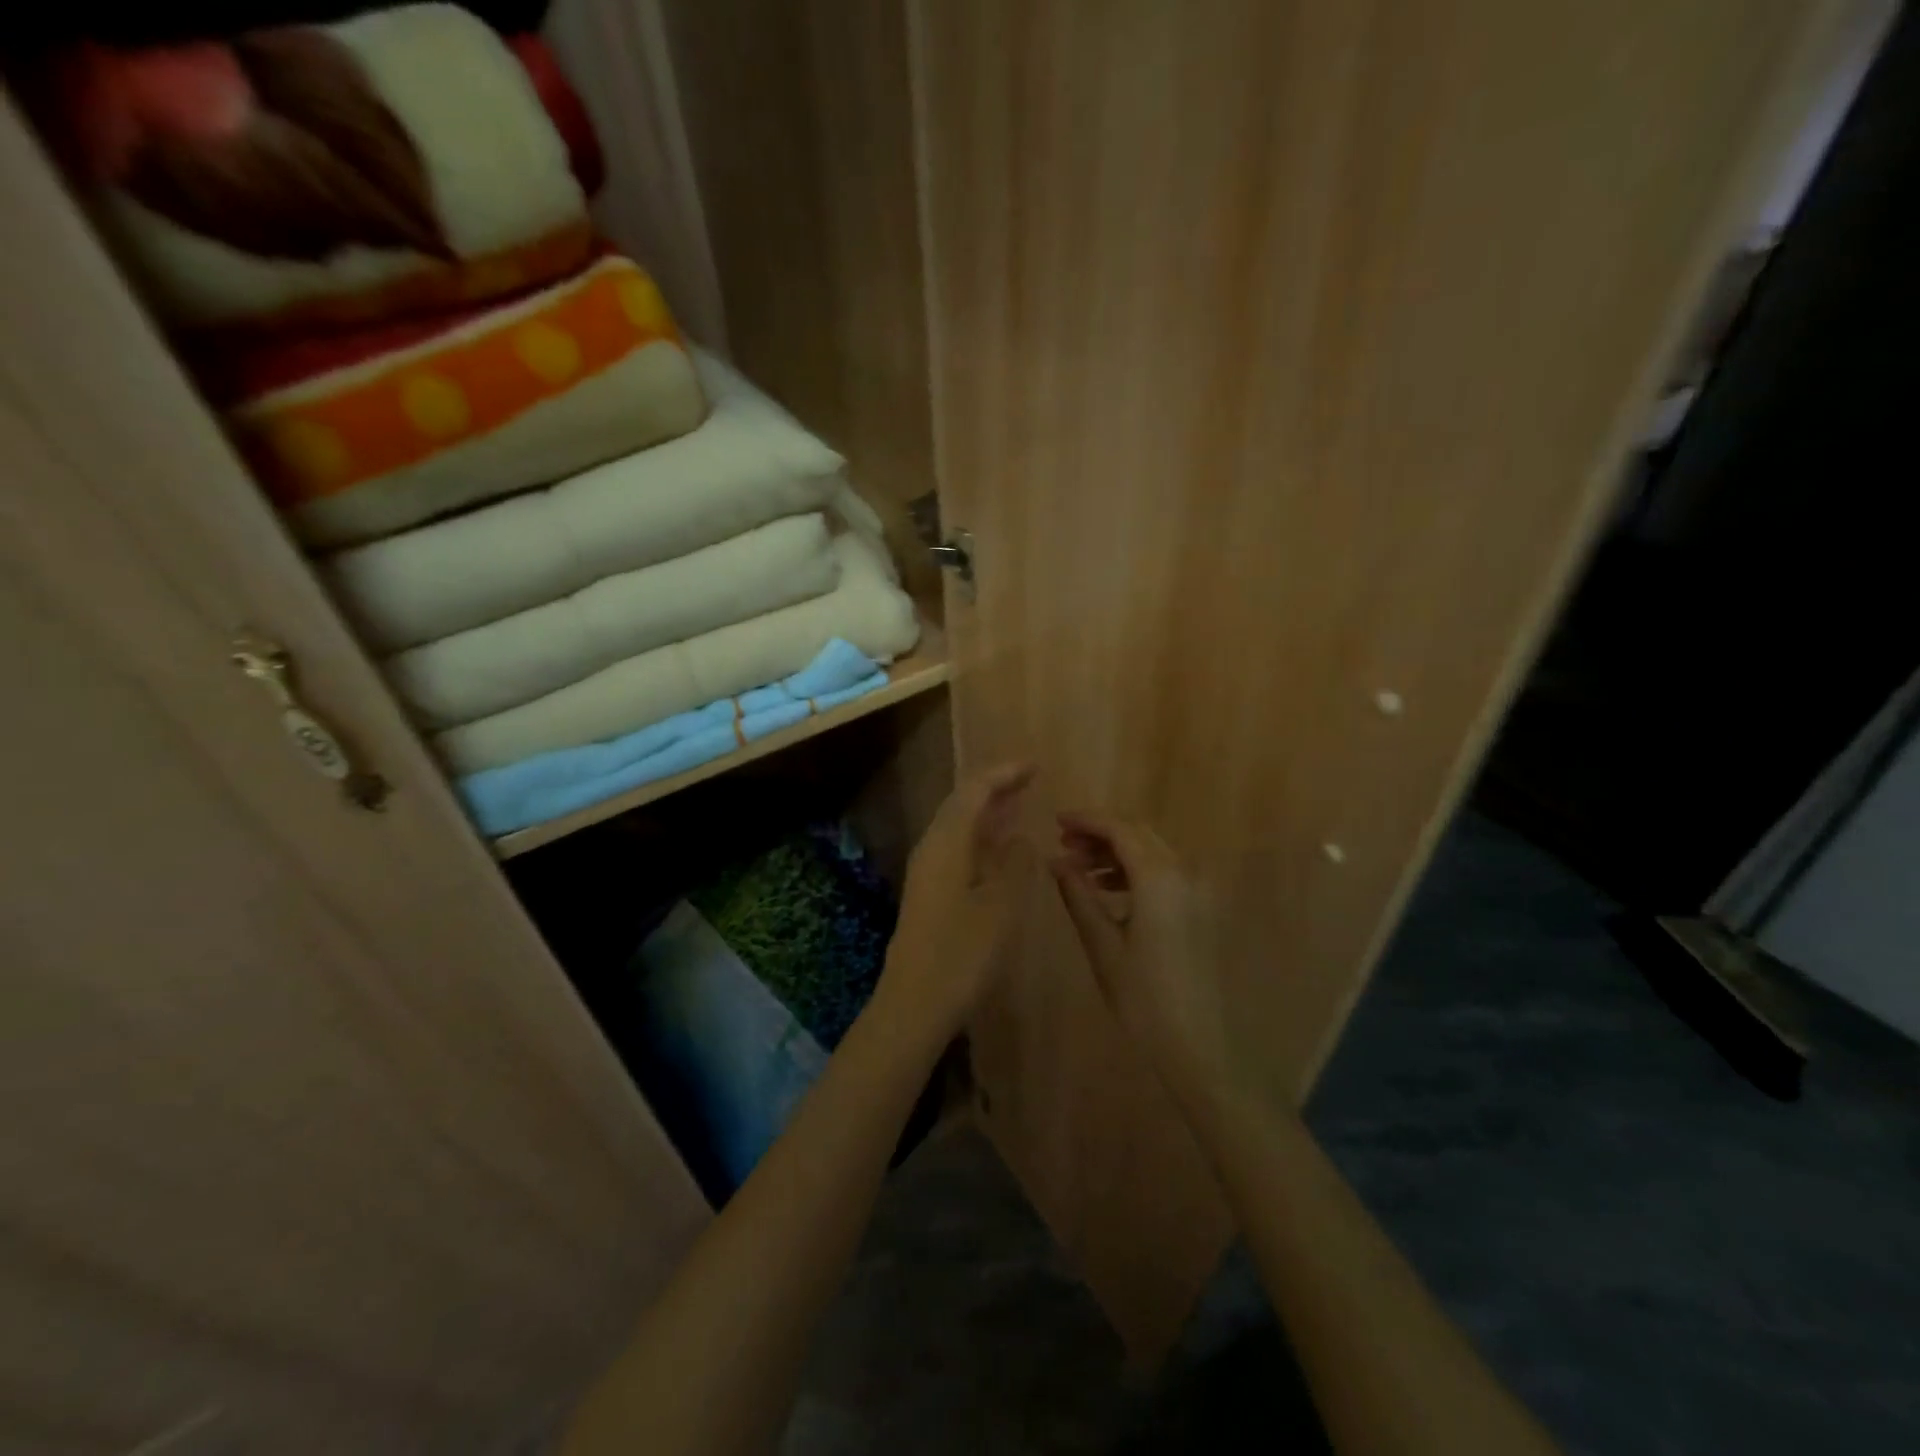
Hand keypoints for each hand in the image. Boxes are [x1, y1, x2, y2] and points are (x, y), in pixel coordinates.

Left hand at [876, 762, 1035, 1044]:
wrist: (914, 1004)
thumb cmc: (962, 954)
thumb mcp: (1001, 906)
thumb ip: (1016, 864)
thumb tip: (1023, 837)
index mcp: (947, 843)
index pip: (974, 790)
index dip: (1004, 773)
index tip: (1034, 765)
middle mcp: (932, 848)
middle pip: (962, 803)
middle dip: (996, 787)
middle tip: (1030, 779)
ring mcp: (928, 872)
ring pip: (960, 827)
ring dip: (989, 812)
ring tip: (1020, 803)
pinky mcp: (930, 893)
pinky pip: (959, 849)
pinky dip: (983, 838)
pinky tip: (1002, 849)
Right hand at [1049, 811, 1237, 1111]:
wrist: (1200, 1047)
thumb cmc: (1143, 998)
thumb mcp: (1102, 945)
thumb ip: (1079, 896)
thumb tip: (1056, 861)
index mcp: (1160, 878)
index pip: (1120, 829)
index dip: (1087, 820)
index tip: (1056, 821)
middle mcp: (1184, 873)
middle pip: (1139, 834)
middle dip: (1101, 833)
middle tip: (1064, 844)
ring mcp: (1198, 892)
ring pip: (1153, 852)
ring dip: (1117, 851)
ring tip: (1079, 868)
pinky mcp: (1201, 910)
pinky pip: (1165, 873)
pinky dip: (1135, 870)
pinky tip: (1109, 890)